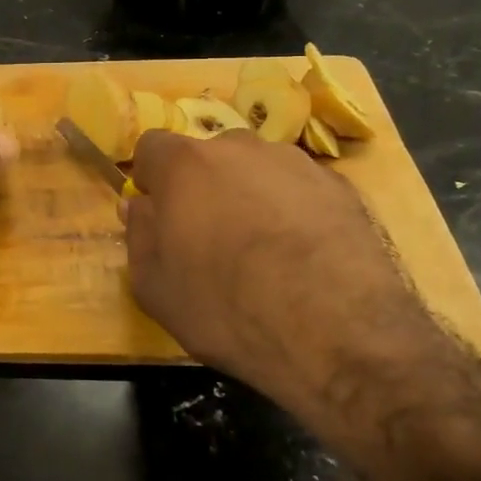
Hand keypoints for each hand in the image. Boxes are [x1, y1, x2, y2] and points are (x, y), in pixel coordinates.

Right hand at [124, 129, 458, 424]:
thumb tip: (139, 205)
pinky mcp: (342, 187)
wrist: (340, 333)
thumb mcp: (156, 288)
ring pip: (258, 170)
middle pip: (208, 156)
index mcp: (186, 165)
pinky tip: (305, 257)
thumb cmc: (229, 309)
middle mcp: (240, 148)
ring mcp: (296, 163)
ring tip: (265, 251)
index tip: (158, 213)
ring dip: (250, 195)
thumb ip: (138, 236)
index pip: (152, 147)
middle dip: (202, 187)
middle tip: (210, 237)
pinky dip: (294, 211)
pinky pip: (300, 189)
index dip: (151, 179)